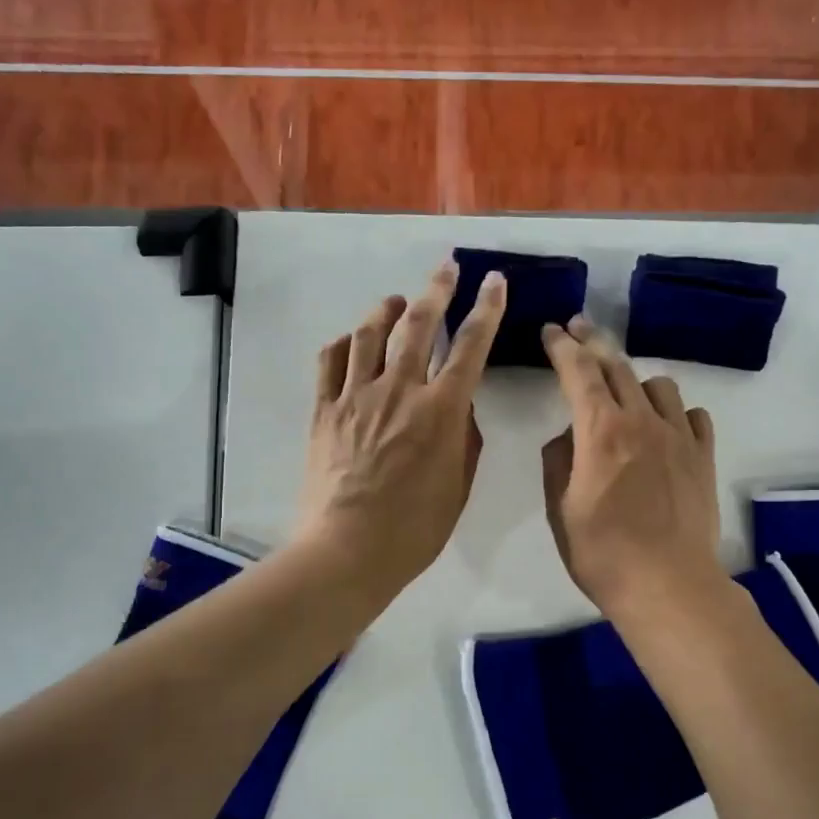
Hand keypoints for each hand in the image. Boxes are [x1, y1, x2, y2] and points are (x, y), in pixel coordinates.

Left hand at [295, 260, 506, 599]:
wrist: (348, 550)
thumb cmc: (414, 530)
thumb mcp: (458, 487)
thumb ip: (463, 439)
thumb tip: (457, 408)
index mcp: (441, 411)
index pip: (471, 346)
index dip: (487, 309)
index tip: (494, 282)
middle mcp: (399, 391)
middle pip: (419, 324)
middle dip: (437, 289)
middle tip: (446, 268)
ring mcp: (355, 397)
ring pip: (370, 334)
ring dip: (387, 310)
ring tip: (396, 302)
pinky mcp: (323, 411)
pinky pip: (330, 362)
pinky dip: (344, 343)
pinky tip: (352, 342)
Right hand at [540, 317, 722, 618]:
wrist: (668, 586)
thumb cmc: (603, 553)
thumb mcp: (560, 510)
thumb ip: (559, 461)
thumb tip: (568, 436)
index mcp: (600, 431)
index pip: (578, 371)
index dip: (562, 346)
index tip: (551, 330)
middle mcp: (641, 421)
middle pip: (617, 365)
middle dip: (593, 342)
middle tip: (578, 330)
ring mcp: (678, 436)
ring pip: (658, 384)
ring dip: (635, 379)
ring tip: (624, 393)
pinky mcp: (703, 456)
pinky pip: (692, 414)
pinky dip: (674, 411)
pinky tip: (665, 427)